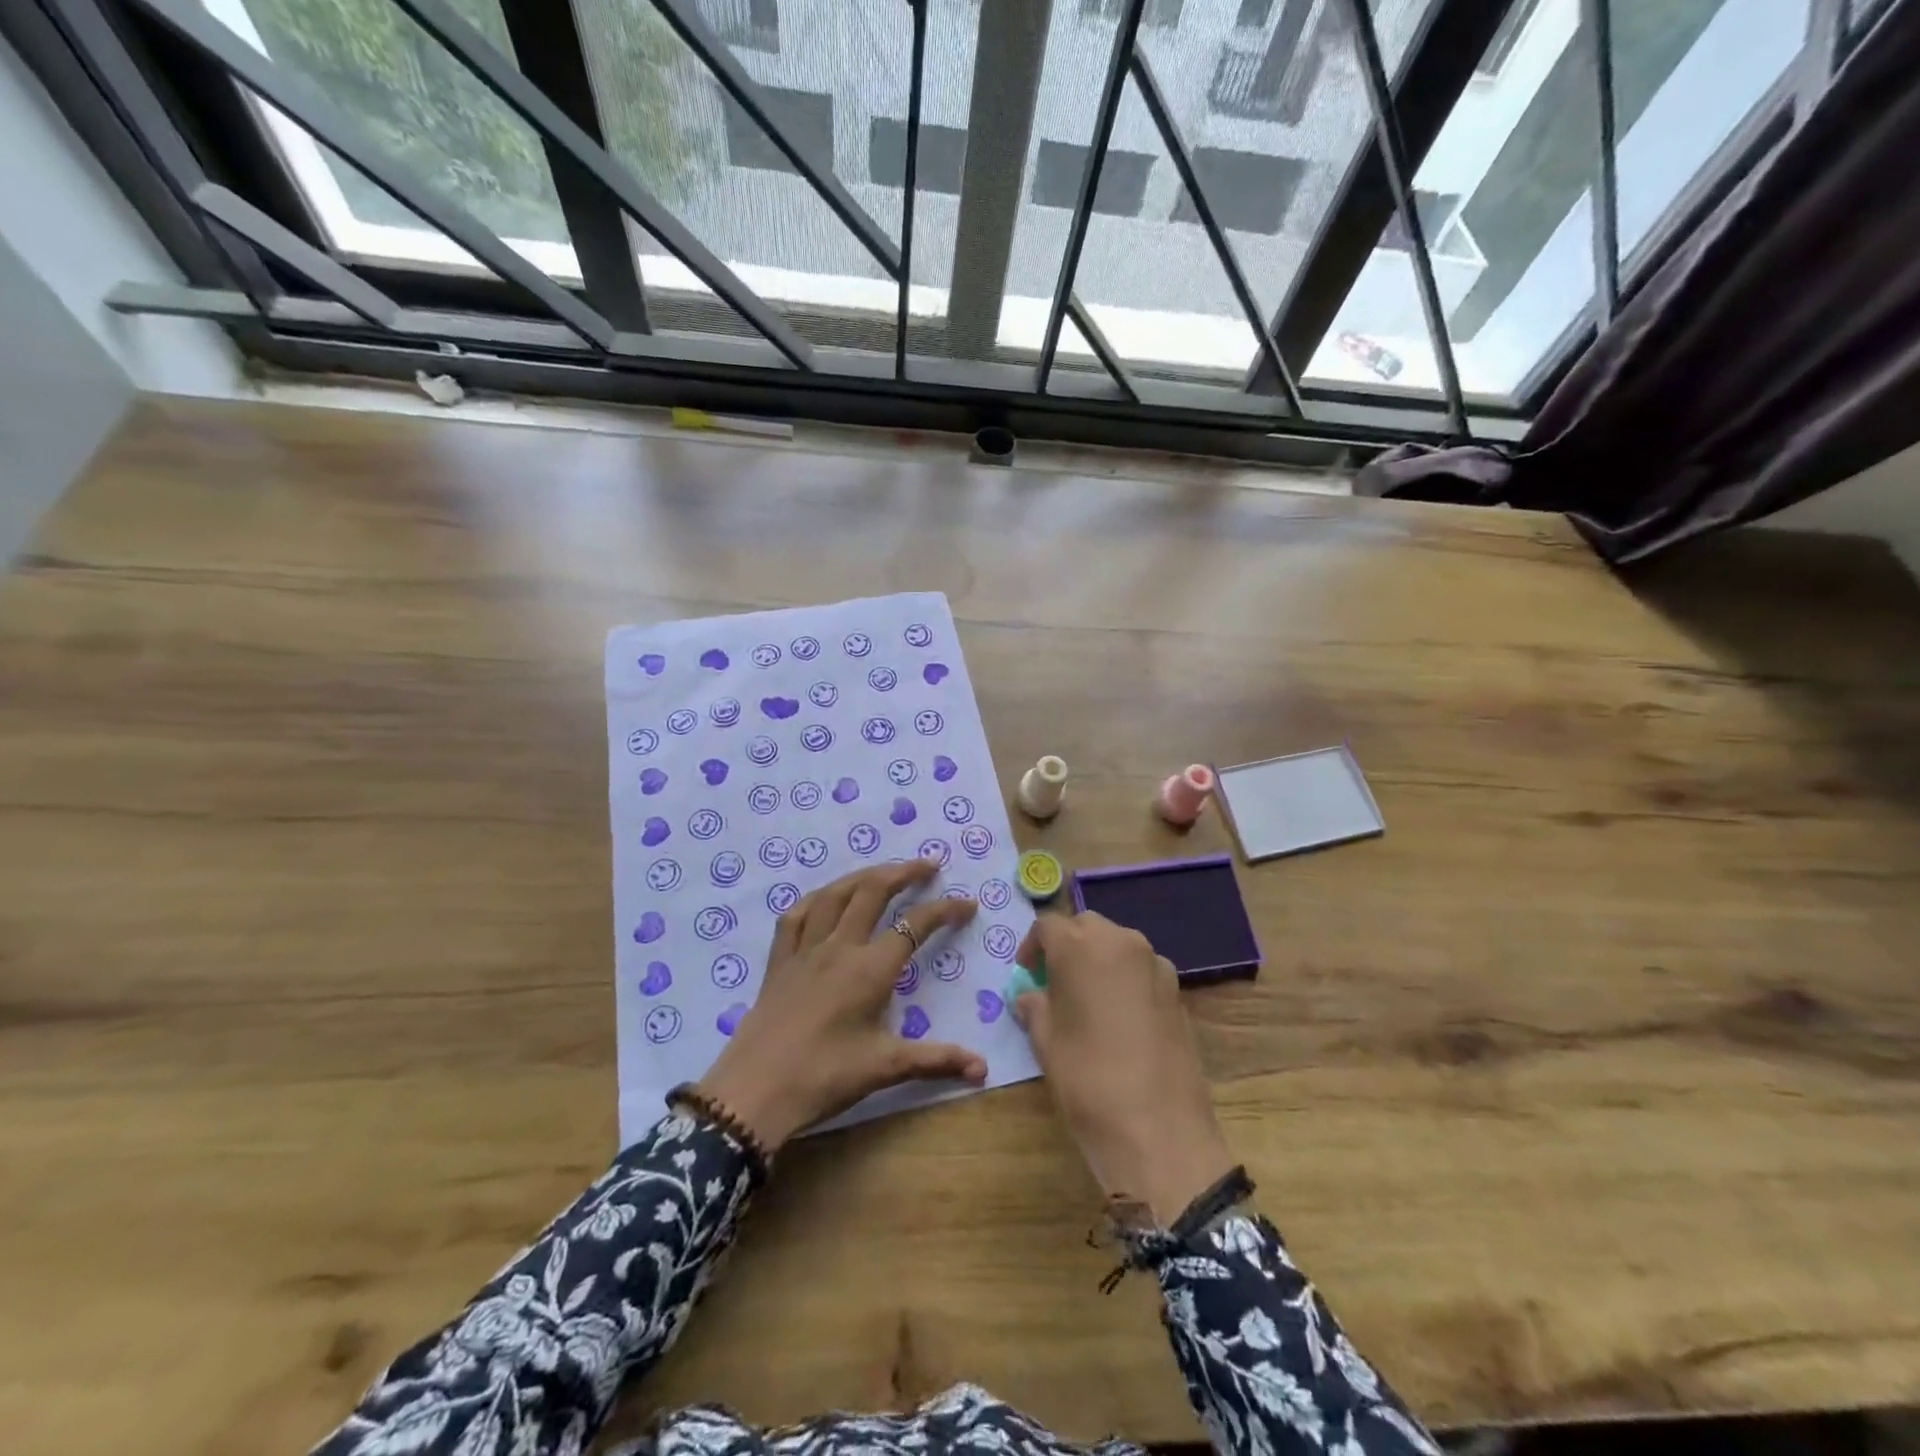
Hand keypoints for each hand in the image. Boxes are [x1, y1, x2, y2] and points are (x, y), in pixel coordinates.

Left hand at [696, 860, 983, 1151]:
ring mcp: (805, 949)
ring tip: (883, 871)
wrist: (754, 1093)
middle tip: (928, 865)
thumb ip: (936, 1060)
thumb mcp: (885, 1068)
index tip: (967, 904)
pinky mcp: (779, 961)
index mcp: (870, 969)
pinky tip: (825, 898)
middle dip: (903, 872)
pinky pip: (796, 915)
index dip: (945, 910)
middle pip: (873, 892)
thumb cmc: (824, 1078)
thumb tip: (984, 1069)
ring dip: (863, 876)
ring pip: (835, 894)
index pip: (915, 926)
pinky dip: (816, 899)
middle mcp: (839, 947)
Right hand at [1013, 912, 1233, 1223]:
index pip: (1048, 926)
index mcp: (1081, 946)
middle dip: (1068, 945)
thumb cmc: (1088, 1079)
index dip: (1033, 947)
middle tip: (1054, 982)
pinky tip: (1120, 1019)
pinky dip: (1125, 979)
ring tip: (1087, 1000)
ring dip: (1099, 959)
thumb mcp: (1046, 1042)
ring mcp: (1155, 964)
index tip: (1027, 974)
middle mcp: (1122, 942)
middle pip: (1087, 927)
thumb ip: (1035, 1008)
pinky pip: (1142, 970)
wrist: (1159, 1130)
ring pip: (1118, 945)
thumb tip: (1030, 997)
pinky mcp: (1178, 991)